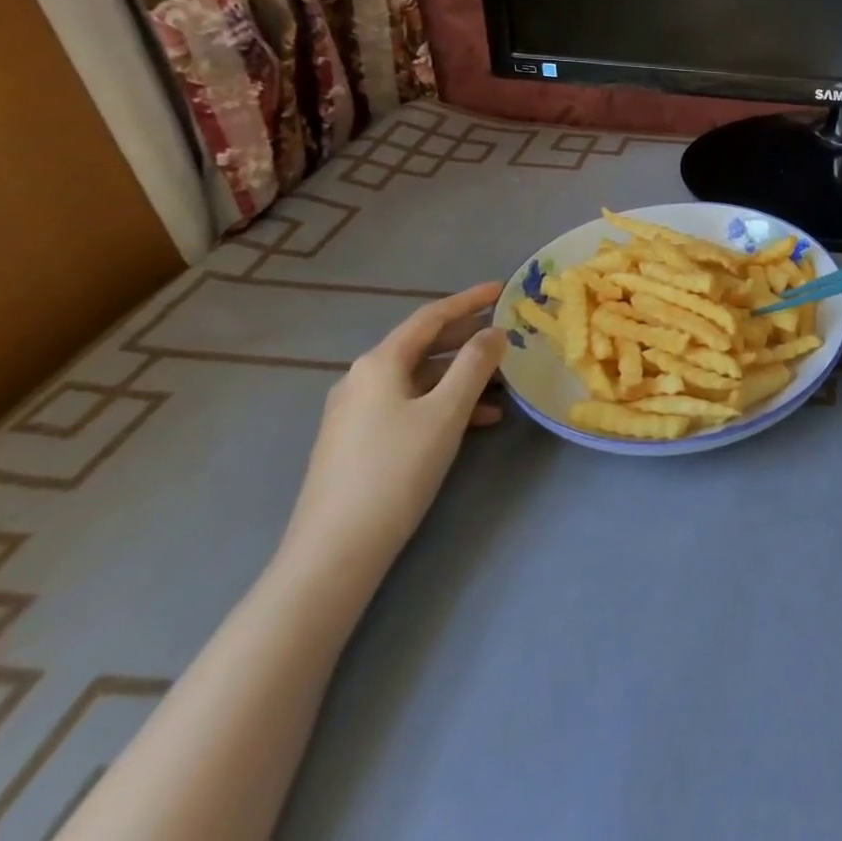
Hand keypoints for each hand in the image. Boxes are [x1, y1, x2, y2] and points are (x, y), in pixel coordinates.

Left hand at [280, 283, 506, 580]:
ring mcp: (356, 412)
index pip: (431, 317)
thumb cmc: (396, 470)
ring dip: (462, 376)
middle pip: (424, 345)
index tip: (502, 289)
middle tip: (507, 333)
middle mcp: (363, 379)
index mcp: (379, 363)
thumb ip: (475, 365)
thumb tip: (494, 332)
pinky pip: (410, 405)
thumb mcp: (446, 412)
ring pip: (420, 379)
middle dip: (468, 339)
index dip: (469, 300)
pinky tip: (477, 422)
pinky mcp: (358, 442)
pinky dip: (444, 404)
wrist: (334, 552)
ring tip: (504, 384)